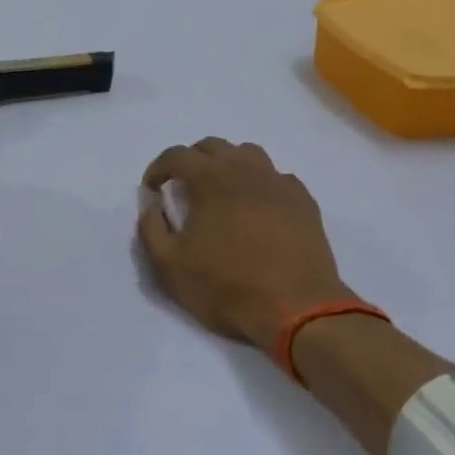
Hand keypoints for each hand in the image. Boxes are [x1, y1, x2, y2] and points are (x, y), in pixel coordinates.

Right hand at [137, 139, 352, 357]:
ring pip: (248, 154)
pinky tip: (257, 208)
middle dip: (191, 161)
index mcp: (211, 178)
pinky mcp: (304, 201)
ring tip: (220, 190)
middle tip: (183, 187)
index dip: (158, 167)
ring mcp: (279, 182)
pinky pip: (277, 177)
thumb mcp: (170, 265)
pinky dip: (260, 184)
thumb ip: (151, 227)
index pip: (177, 155)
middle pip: (213, 146)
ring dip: (227, 164)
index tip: (152, 188)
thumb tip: (150, 202)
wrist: (295, 308)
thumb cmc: (226, 286)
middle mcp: (246, 169)